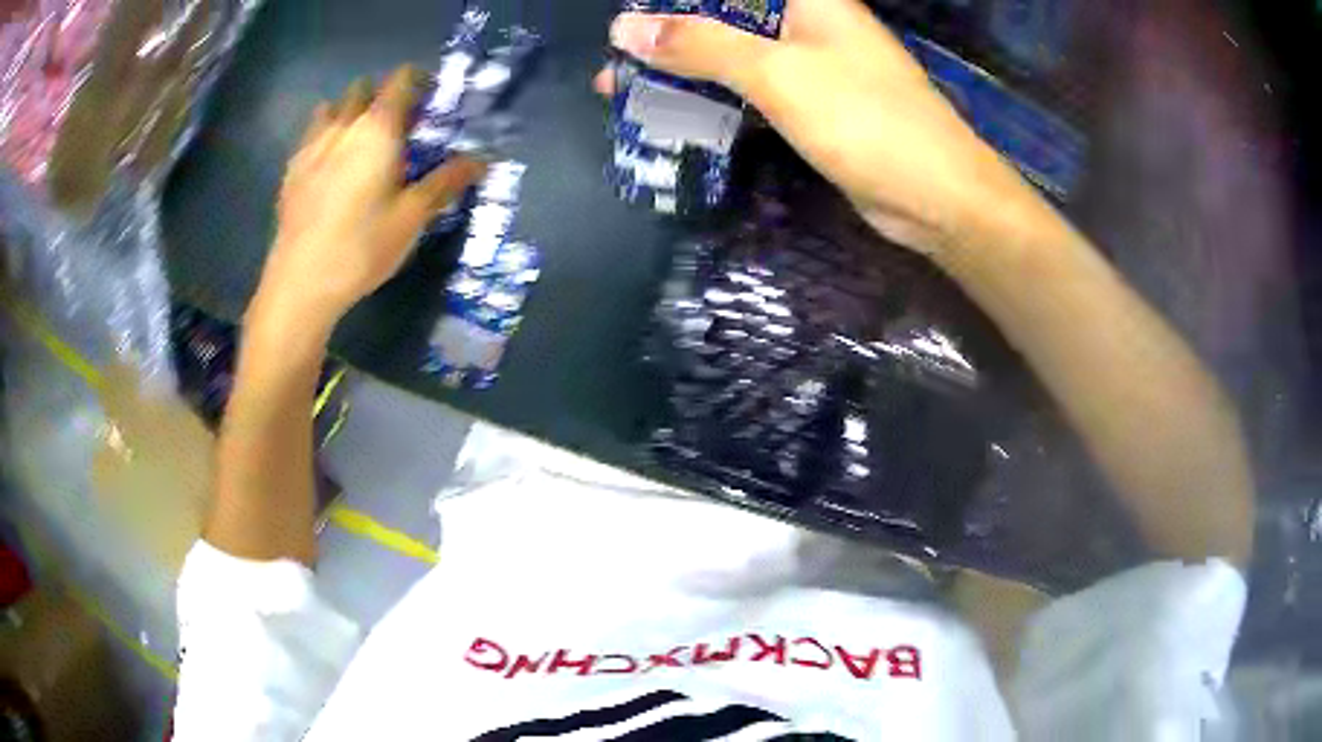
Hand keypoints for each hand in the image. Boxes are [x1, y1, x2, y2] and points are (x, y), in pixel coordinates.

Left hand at [252, 66, 486, 333]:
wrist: (301, 282)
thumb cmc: (363, 246)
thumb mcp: (413, 217)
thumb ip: (446, 181)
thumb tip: (483, 160)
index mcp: (378, 128)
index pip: (401, 79)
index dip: (420, 82)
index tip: (430, 103)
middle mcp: (343, 126)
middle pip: (364, 87)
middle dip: (383, 96)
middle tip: (397, 127)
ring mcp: (311, 146)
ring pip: (332, 108)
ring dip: (350, 113)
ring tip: (359, 143)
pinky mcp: (291, 170)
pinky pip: (311, 136)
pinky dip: (325, 137)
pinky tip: (330, 167)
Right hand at [599, 0, 1033, 255]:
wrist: (937, 196)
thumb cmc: (865, 120)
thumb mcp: (777, 73)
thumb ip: (701, 46)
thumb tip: (625, 29)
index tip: (633, 18)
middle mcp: (806, 20)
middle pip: (723, 14)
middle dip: (667, 35)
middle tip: (615, 63)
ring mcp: (810, 63)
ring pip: (732, 53)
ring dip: (682, 70)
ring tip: (625, 91)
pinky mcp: (811, 104)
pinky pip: (750, 89)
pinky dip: (712, 99)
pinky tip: (675, 114)